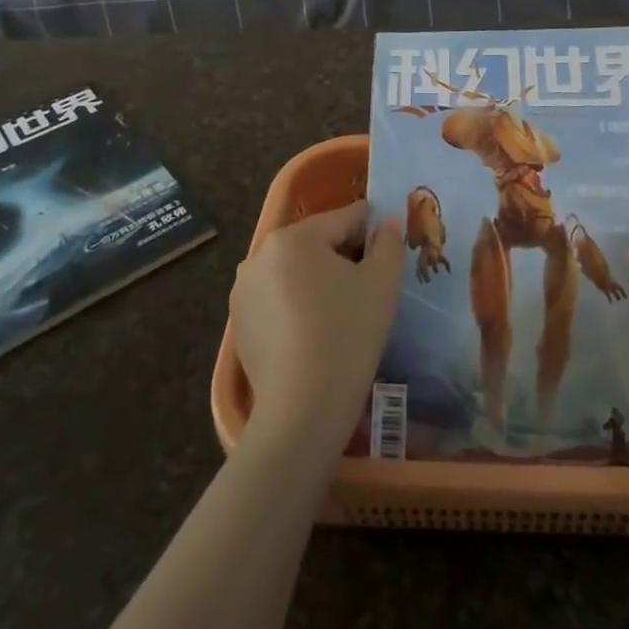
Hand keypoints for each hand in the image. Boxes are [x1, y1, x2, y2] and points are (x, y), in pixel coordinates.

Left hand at [231, 201, 403, 450]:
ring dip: (318, 282)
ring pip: (294, 273)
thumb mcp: (382, 284)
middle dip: (344, 257)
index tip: (389, 246)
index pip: (344, 219)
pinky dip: (297, 308)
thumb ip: (389, 244)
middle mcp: (260, 254)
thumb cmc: (347, 334)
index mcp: (294, 236)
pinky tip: (316, 335)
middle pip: (315, 244)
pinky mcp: (239, 324)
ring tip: (344, 313)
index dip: (372, 229)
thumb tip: (388, 222)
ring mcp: (244, 290)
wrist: (302, 409)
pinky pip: (276, 301)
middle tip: (370, 285)